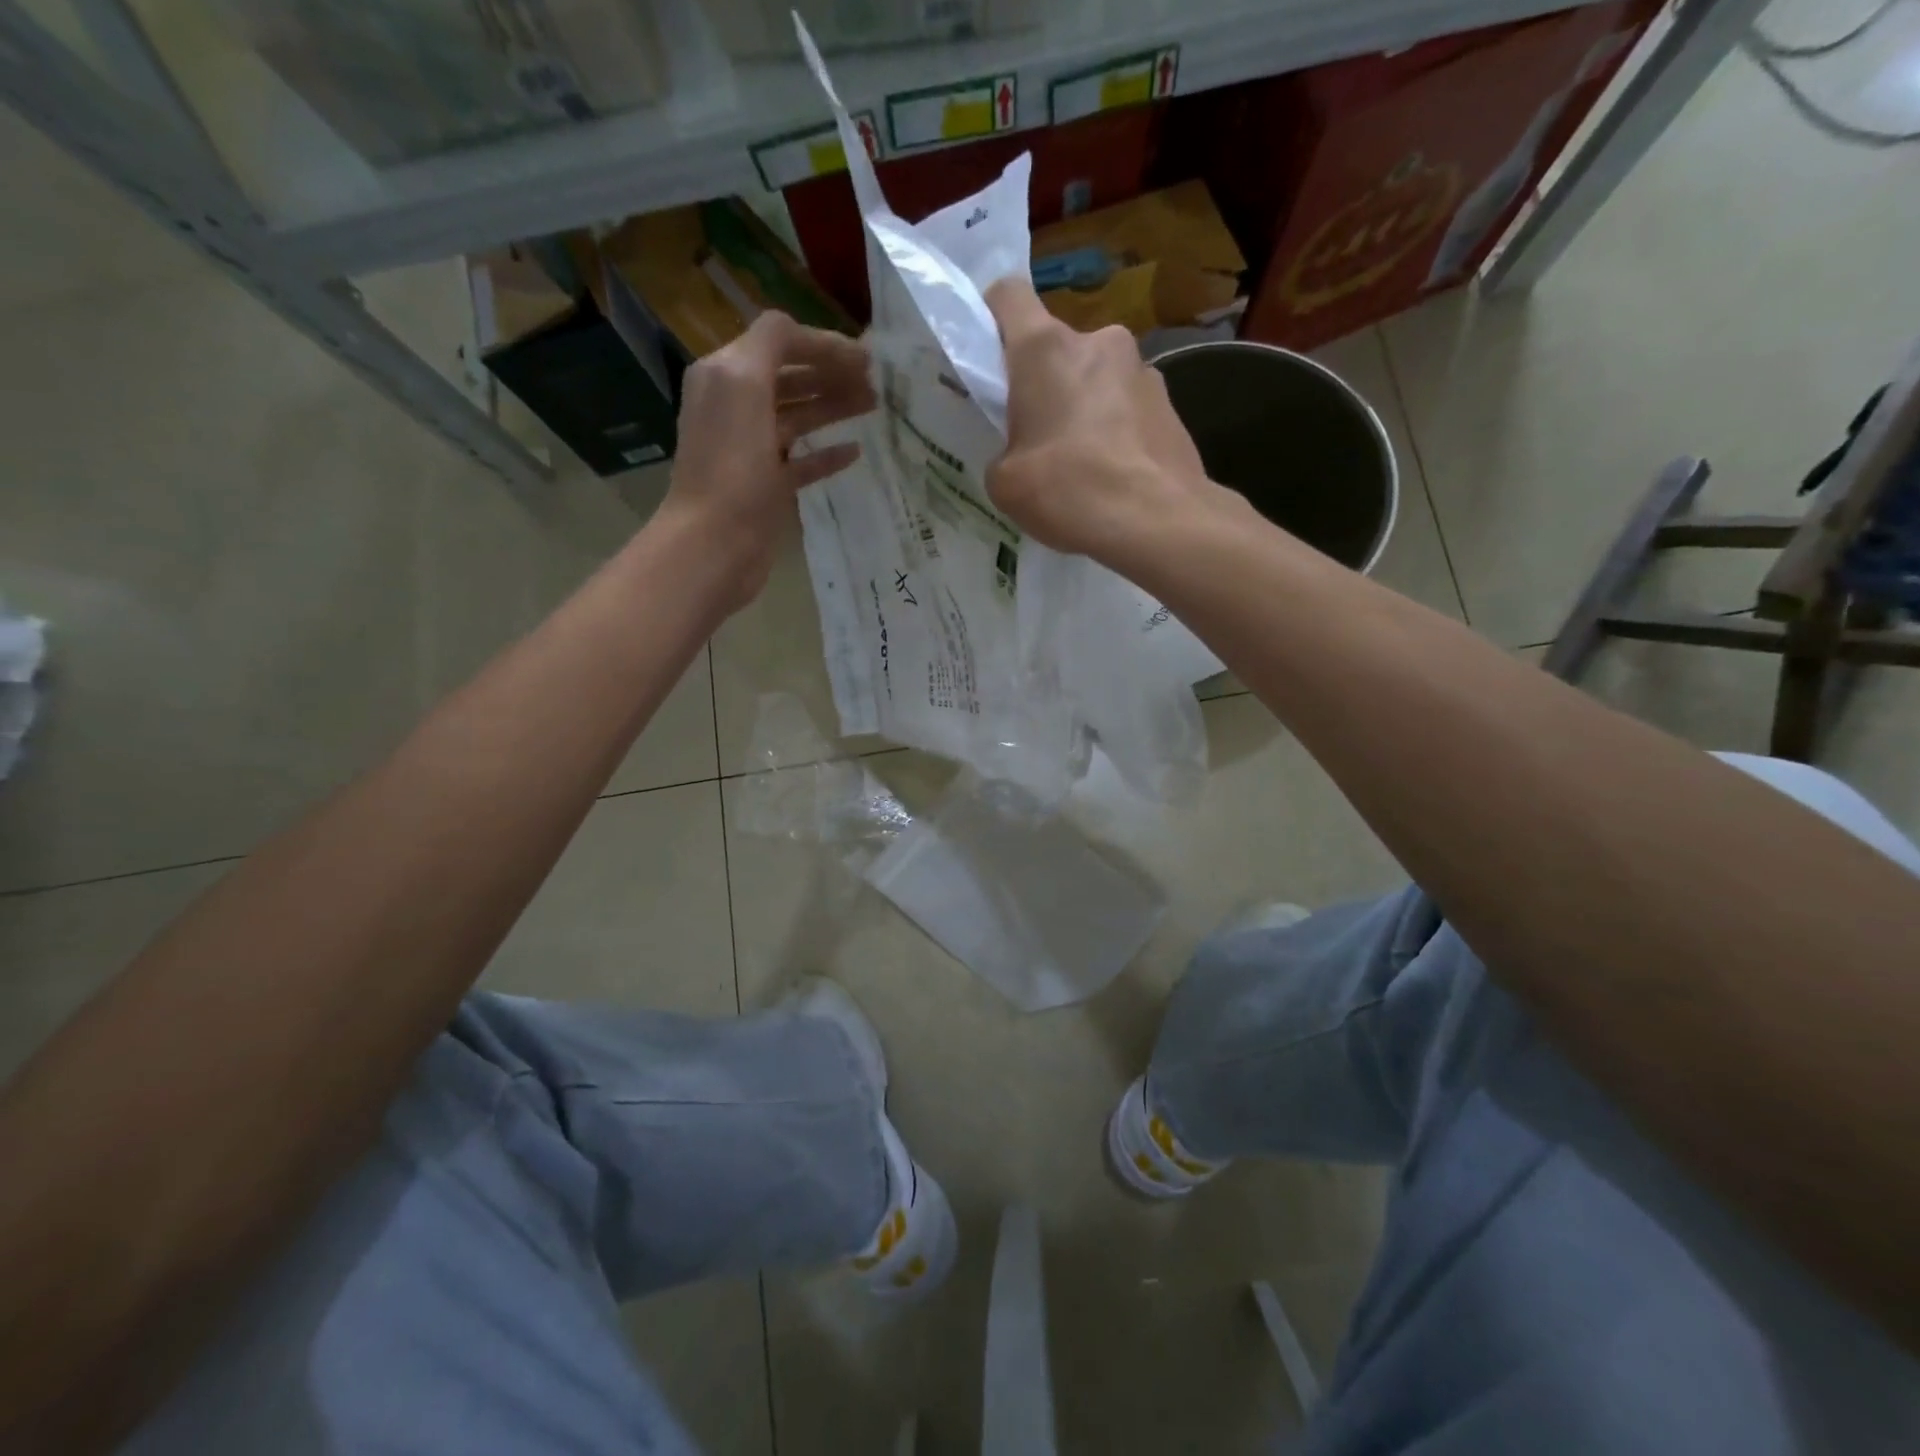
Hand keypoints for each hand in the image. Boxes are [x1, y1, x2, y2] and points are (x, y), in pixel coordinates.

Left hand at [663, 311, 874, 610]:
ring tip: (873, 408)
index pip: (778, 342)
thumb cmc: (731, 465)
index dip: (821, 345)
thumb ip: (770, 344)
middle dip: (831, 375)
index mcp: (726, 377)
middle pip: (790, 379)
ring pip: (798, 418)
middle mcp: (735, 408)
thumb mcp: (743, 384)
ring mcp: (751, 450)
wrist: (716, 543)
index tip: (865, 358)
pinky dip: (826, 454)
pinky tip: (854, 453)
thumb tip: (800, 333)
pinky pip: (801, 462)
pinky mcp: (766, 488)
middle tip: (876, 383)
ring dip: (834, 408)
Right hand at [985, 278, 1220, 563]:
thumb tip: (1022, 452)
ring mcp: (1142, 369)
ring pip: (1096, 378)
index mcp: (1044, 349)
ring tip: (1082, 464)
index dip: (992, 317)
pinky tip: (1113, 476)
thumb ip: (1003, 451)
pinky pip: (1128, 408)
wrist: (1157, 520)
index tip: (988, 355)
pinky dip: (1116, 431)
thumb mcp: (1006, 482)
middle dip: (1045, 383)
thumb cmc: (1069, 490)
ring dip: (1085, 407)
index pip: (1008, 295)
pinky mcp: (1170, 402)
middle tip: (1036, 435)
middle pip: (1057, 347)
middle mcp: (1098, 341)